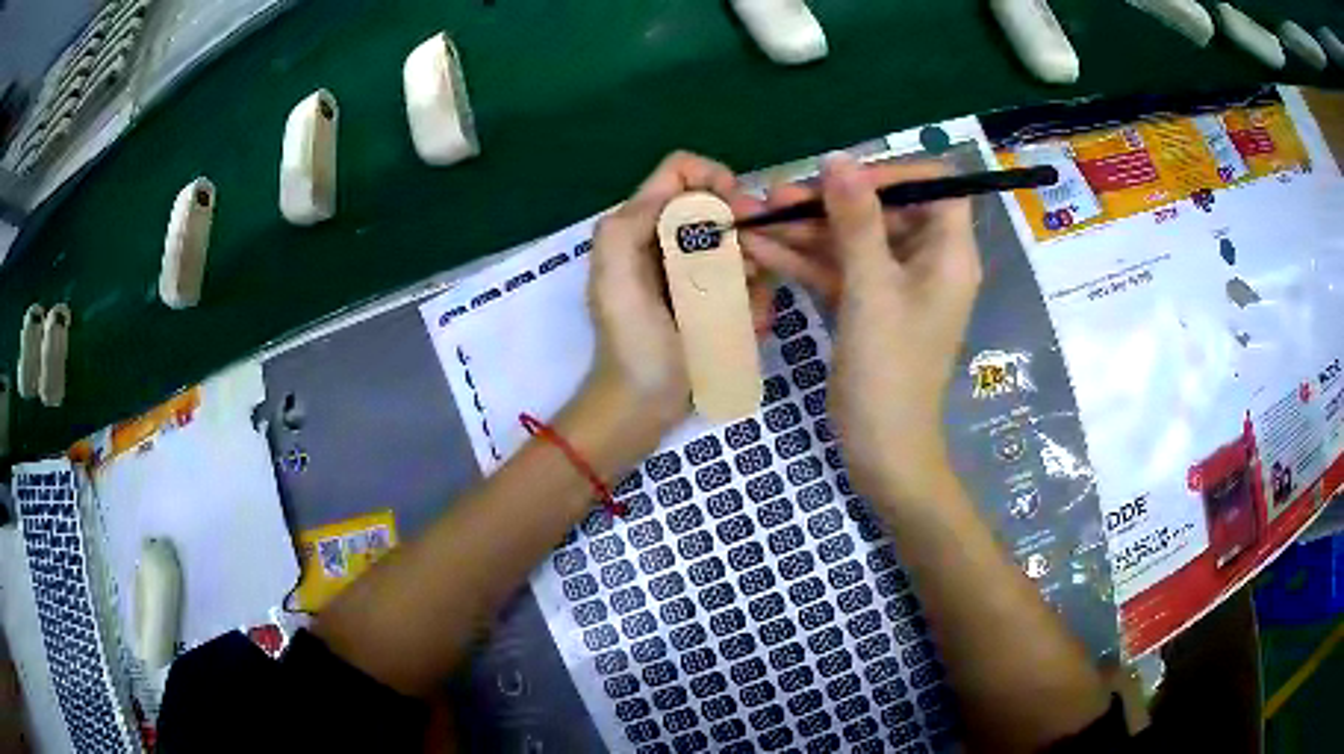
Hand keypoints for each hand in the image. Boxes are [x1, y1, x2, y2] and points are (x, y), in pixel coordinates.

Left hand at [582, 151, 774, 442]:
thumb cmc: (628, 341)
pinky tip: (742, 331)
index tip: (738, 211)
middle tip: (748, 272)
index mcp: (642, 224)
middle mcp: (672, 238)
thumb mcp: (614, 277)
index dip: (714, 179)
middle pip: (723, 208)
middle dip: (741, 237)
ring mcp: (698, 271)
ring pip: (743, 250)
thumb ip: (632, 223)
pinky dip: (752, 305)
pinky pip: (750, 286)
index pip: (683, 171)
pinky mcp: (717, 301)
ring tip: (739, 316)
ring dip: (750, 279)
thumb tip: (691, 195)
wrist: (642, 404)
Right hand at [742, 154, 981, 500]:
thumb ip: (857, 220)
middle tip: (778, 197)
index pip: (935, 187)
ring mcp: (894, 286)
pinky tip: (760, 248)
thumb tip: (838, 159)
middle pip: (883, 211)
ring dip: (807, 230)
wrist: (882, 449)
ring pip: (853, 240)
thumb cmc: (890, 370)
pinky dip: (804, 261)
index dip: (894, 174)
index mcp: (948, 253)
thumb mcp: (872, 289)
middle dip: (830, 202)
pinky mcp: (867, 307)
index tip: (845, 180)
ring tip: (755, 216)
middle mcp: (926, 262)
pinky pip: (838, 270)